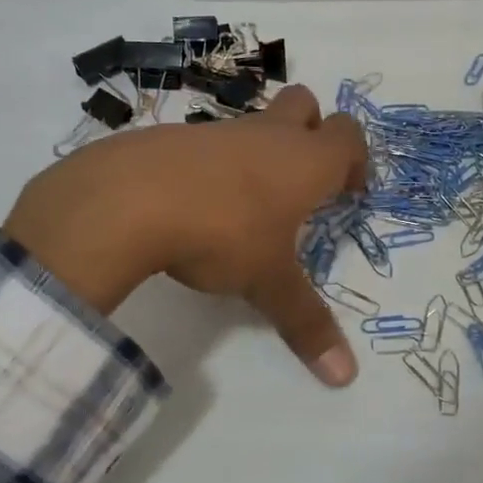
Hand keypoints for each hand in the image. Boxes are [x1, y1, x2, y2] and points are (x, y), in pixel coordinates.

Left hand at [2, 86, 368, 385]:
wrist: (127, 199)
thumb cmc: (221, 234)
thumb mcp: (267, 283)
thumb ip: (305, 324)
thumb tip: (345, 377)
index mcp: (303, 161)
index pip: (348, 136)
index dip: (355, 159)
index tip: (348, 192)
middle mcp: (265, 135)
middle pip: (304, 104)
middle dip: (312, 130)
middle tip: (304, 179)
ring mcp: (216, 131)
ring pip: (252, 124)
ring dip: (259, 151)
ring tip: (247, 205)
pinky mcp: (171, 137)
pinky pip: (206, 143)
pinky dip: (213, 165)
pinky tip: (195, 205)